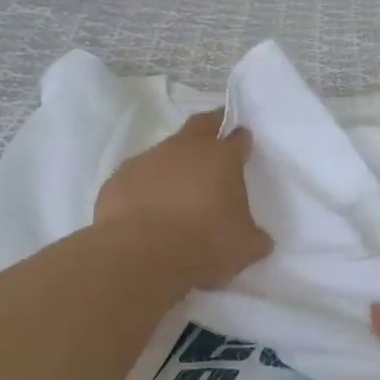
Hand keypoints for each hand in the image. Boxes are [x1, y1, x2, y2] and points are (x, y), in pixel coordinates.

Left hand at [94, 109, 272, 288]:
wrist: (142, 255)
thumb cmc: (204, 244)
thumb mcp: (244, 248)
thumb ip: (255, 237)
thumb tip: (261, 239)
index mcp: (221, 158)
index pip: (237, 138)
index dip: (241, 141)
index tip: (243, 147)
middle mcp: (185, 149)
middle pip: (201, 125)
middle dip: (211, 129)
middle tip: (215, 144)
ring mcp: (148, 159)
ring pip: (165, 151)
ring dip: (174, 164)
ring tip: (177, 192)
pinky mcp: (119, 178)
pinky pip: (138, 177)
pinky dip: (145, 187)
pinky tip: (146, 210)